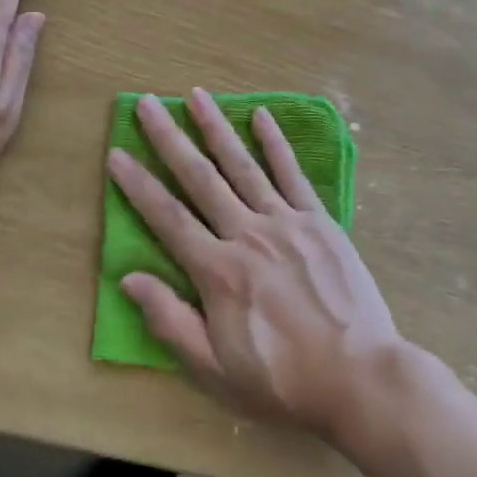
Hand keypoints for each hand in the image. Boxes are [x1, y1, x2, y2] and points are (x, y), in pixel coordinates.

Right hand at [107, 89, 401, 441]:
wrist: (360, 377)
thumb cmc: (282, 381)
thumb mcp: (215, 370)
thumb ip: (170, 321)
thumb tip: (129, 278)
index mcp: (217, 271)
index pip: (167, 217)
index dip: (138, 185)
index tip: (117, 153)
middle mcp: (246, 233)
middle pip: (200, 178)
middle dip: (169, 138)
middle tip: (147, 103)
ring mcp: (285, 221)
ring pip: (242, 165)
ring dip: (216, 127)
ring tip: (196, 94)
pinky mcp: (318, 220)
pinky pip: (292, 174)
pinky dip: (275, 143)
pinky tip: (261, 115)